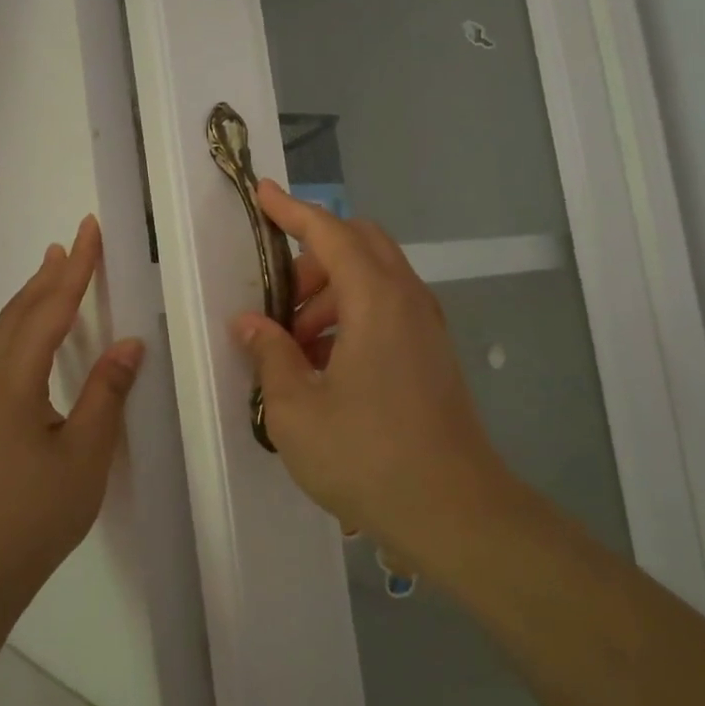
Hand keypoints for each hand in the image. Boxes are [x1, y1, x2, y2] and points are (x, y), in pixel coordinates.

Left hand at [0, 216, 144, 610]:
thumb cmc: (33, 515)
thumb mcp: (84, 455)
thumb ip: (106, 394)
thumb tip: (129, 343)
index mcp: (15, 382)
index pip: (50, 311)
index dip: (75, 270)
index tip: (89, 232)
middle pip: (19, 314)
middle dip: (48, 276)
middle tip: (71, 243)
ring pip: (6, 335)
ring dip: (31, 300)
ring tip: (51, 275)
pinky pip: (2, 357)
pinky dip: (23, 329)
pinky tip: (34, 342)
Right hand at [233, 182, 513, 574]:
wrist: (454, 512)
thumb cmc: (366, 457)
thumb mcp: (296, 409)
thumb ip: (271, 355)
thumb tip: (250, 324)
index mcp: (376, 301)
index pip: (330, 233)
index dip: (293, 210)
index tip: (262, 193)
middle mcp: (408, 301)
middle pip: (360, 246)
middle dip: (312, 258)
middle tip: (278, 301)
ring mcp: (427, 329)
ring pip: (374, 280)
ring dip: (330, 294)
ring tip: (295, 346)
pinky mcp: (432, 356)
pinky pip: (388, 312)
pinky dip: (352, 318)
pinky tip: (326, 367)